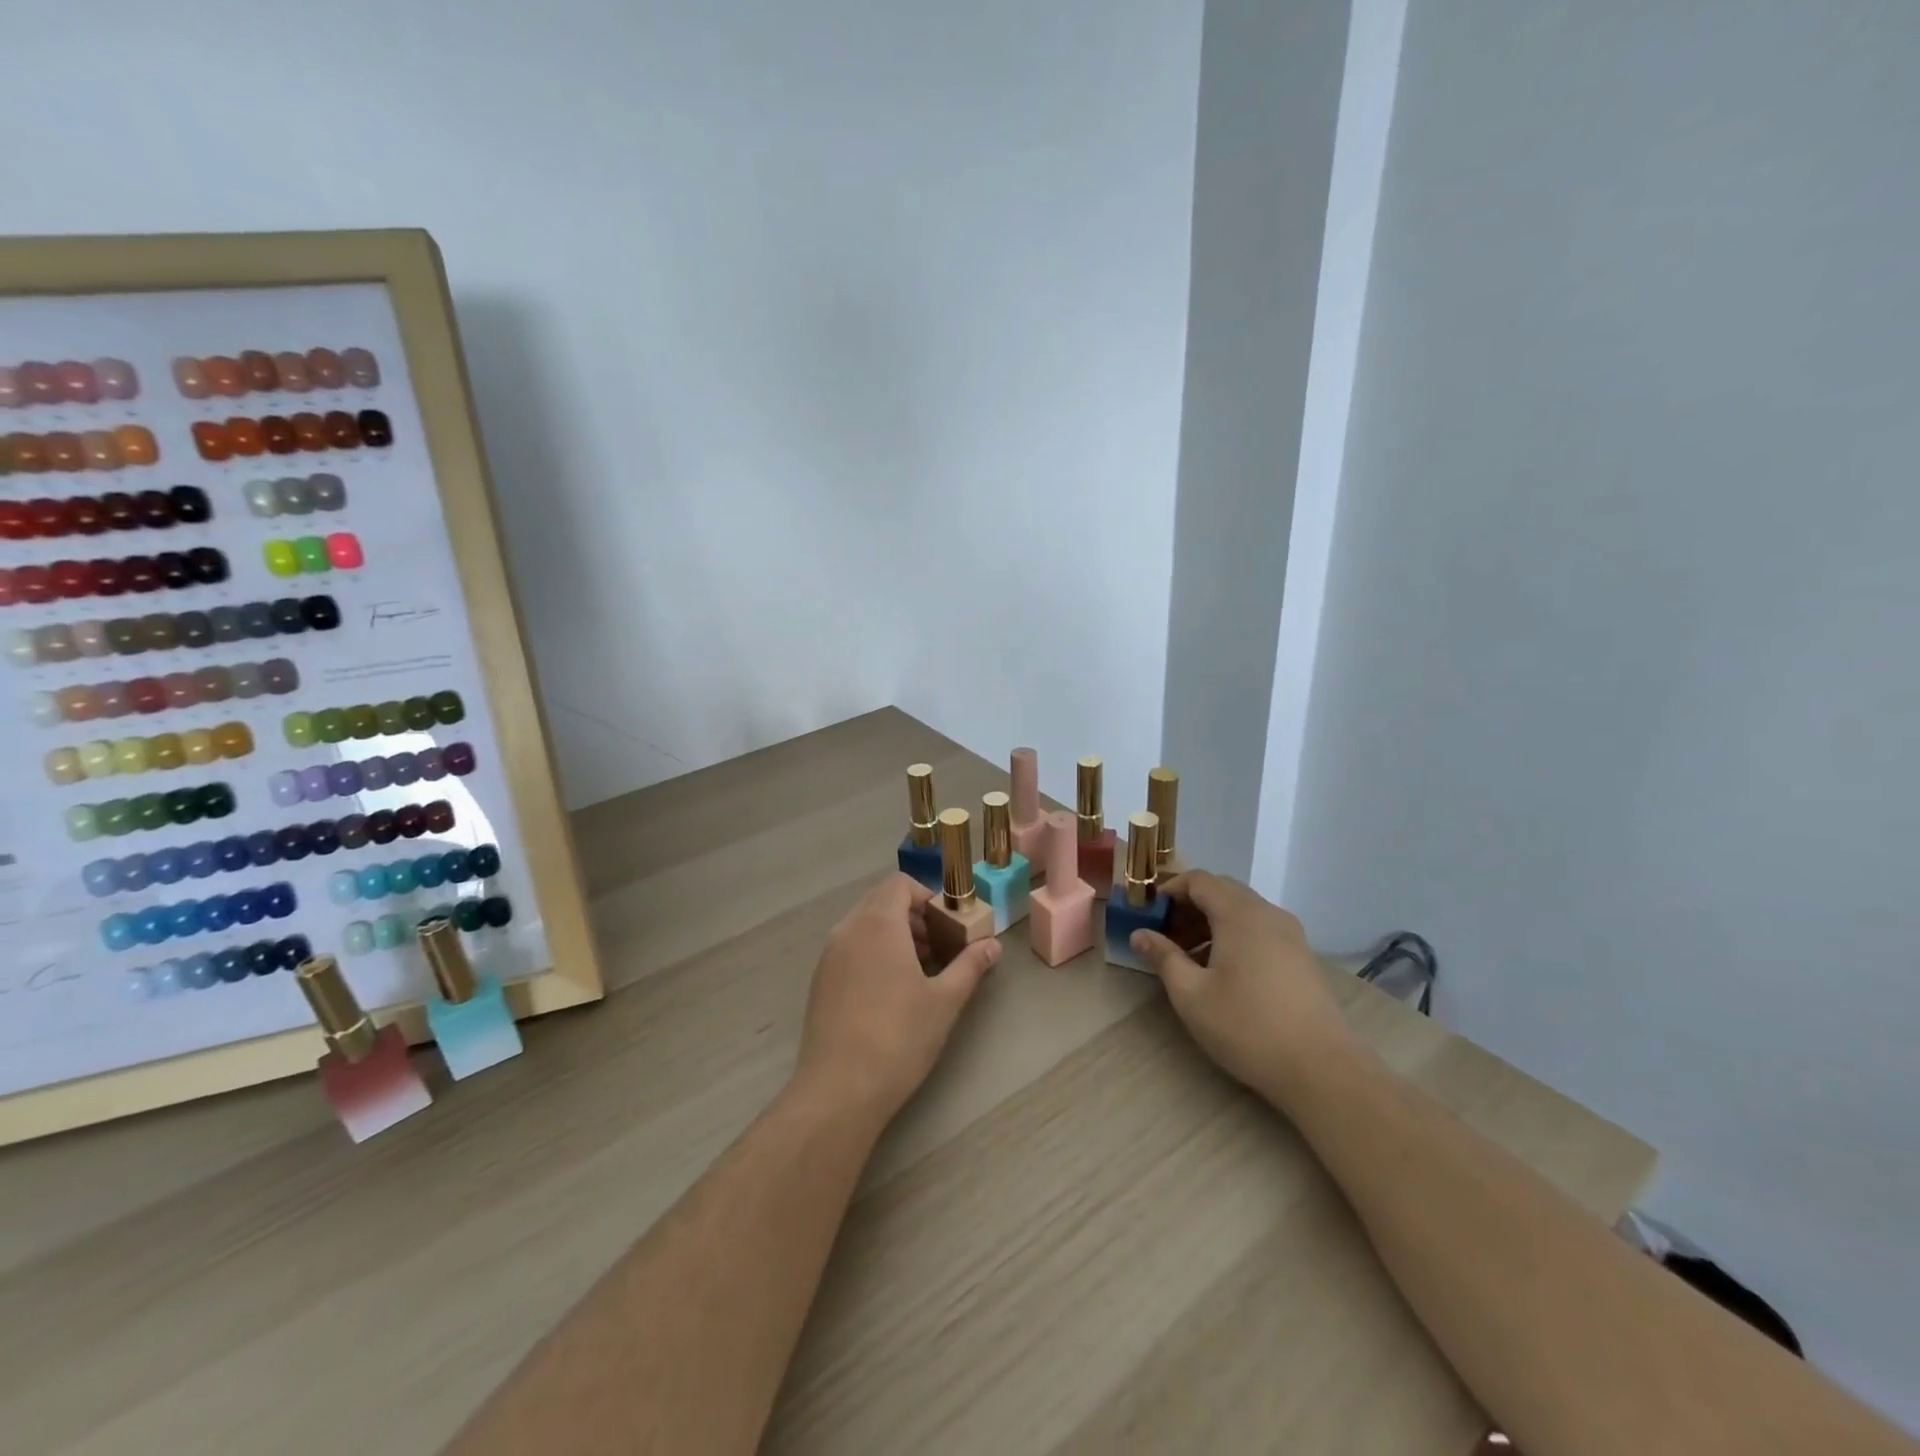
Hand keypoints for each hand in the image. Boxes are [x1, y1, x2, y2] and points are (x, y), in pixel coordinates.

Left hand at [794, 873, 1000, 1123]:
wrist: (839, 1090)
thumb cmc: (898, 1037)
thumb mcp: (945, 1001)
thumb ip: (970, 965)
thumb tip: (993, 945)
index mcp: (878, 924)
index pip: (900, 884)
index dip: (927, 896)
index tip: (947, 924)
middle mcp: (848, 929)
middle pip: (881, 900)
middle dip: (912, 916)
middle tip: (938, 947)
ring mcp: (829, 955)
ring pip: (864, 925)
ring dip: (893, 934)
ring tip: (918, 971)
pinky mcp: (819, 981)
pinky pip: (850, 948)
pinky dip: (872, 952)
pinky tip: (890, 992)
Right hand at [1130, 872, 1355, 1101]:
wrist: (1322, 1069)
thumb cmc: (1247, 1027)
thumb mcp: (1191, 994)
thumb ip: (1163, 957)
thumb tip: (1140, 934)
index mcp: (1240, 914)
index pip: (1198, 880)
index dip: (1169, 891)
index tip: (1148, 914)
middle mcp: (1268, 914)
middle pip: (1222, 891)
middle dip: (1189, 906)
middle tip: (1164, 935)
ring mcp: (1291, 935)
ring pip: (1242, 911)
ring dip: (1211, 922)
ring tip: (1188, 957)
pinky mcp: (1302, 957)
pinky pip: (1260, 930)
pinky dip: (1234, 936)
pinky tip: (1222, 971)